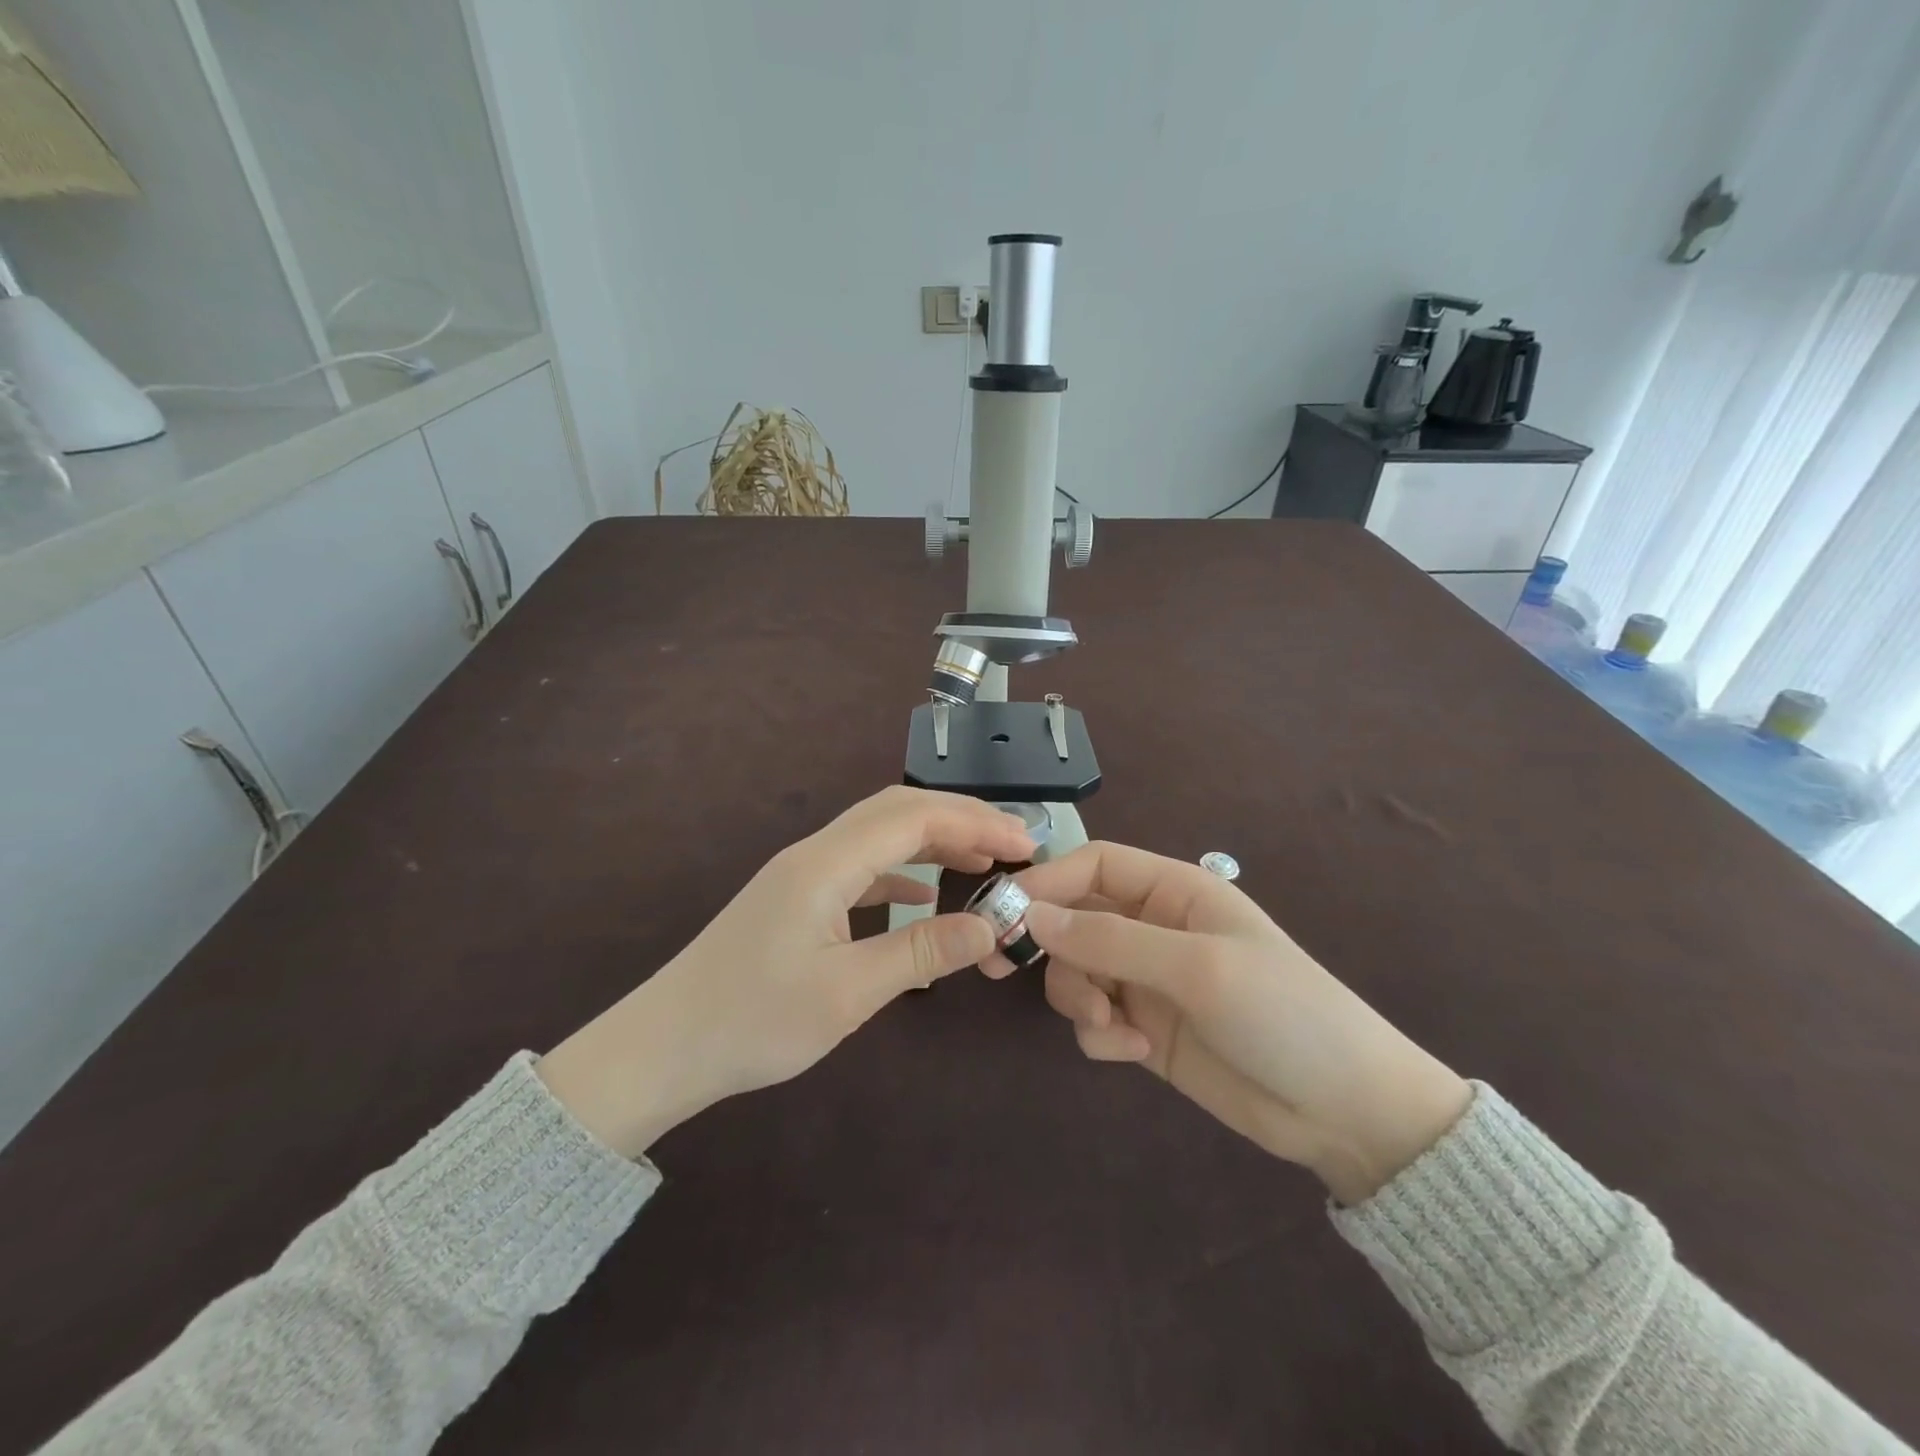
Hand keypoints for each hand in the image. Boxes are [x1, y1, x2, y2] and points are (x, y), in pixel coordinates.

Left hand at [539, 787, 1033, 1156]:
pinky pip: (860, 866)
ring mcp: (802, 874)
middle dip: (959, 819)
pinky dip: (901, 870)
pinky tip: (923, 894)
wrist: (663, 1047)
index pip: (914, 819)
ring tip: (981, 862)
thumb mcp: (847, 993)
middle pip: (896, 811)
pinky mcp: (796, 898)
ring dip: (932, 840)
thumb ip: (922, 953)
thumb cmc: (753, 1021)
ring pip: (878, 834)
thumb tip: (990, 928)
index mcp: (826, 865)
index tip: (1026, 843)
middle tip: (1014, 844)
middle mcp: (814, 854)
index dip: (975, 823)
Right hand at [1015, 843, 1471, 1203]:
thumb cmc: (1281, 1013)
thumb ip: (1109, 940)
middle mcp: (1154, 928)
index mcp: (1174, 891)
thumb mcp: (1196, 967)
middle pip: (1074, 918)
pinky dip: (1100, 1033)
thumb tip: (1030, 915)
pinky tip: (1134, 1051)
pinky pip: (1094, 1018)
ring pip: (1076, 970)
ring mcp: (1147, 980)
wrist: (1345, 1111)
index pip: (1094, 865)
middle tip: (1006, 969)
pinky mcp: (1145, 1028)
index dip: (1047, 880)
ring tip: (1111, 1025)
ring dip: (1078, 996)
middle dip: (1050, 946)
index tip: (1004, 913)